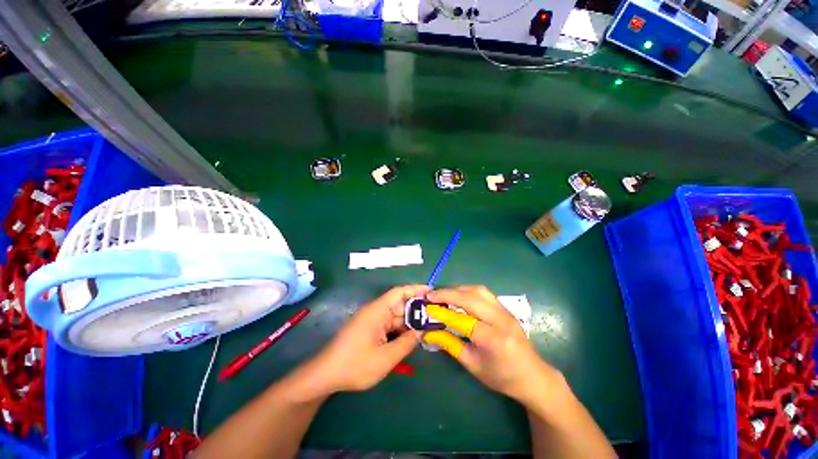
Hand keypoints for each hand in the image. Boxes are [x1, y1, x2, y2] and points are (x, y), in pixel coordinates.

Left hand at [302, 284, 429, 393]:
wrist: (325, 376)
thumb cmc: (354, 365)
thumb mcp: (385, 358)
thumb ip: (406, 343)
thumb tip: (421, 331)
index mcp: (377, 311)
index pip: (399, 292)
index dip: (416, 289)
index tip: (432, 292)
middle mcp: (375, 312)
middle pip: (400, 305)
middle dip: (417, 310)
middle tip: (436, 316)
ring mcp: (372, 321)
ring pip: (396, 317)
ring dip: (410, 322)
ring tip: (429, 327)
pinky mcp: (370, 330)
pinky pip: (389, 326)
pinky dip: (401, 330)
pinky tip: (412, 337)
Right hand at [424, 286, 564, 404]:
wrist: (533, 376)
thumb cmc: (502, 376)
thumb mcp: (473, 365)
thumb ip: (450, 345)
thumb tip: (429, 333)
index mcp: (493, 339)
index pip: (462, 320)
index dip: (442, 313)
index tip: (427, 308)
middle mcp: (500, 320)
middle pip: (471, 298)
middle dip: (448, 294)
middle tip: (431, 295)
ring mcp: (505, 311)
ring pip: (478, 290)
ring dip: (458, 289)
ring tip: (443, 294)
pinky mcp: (505, 308)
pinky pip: (484, 293)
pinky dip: (468, 290)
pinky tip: (459, 296)